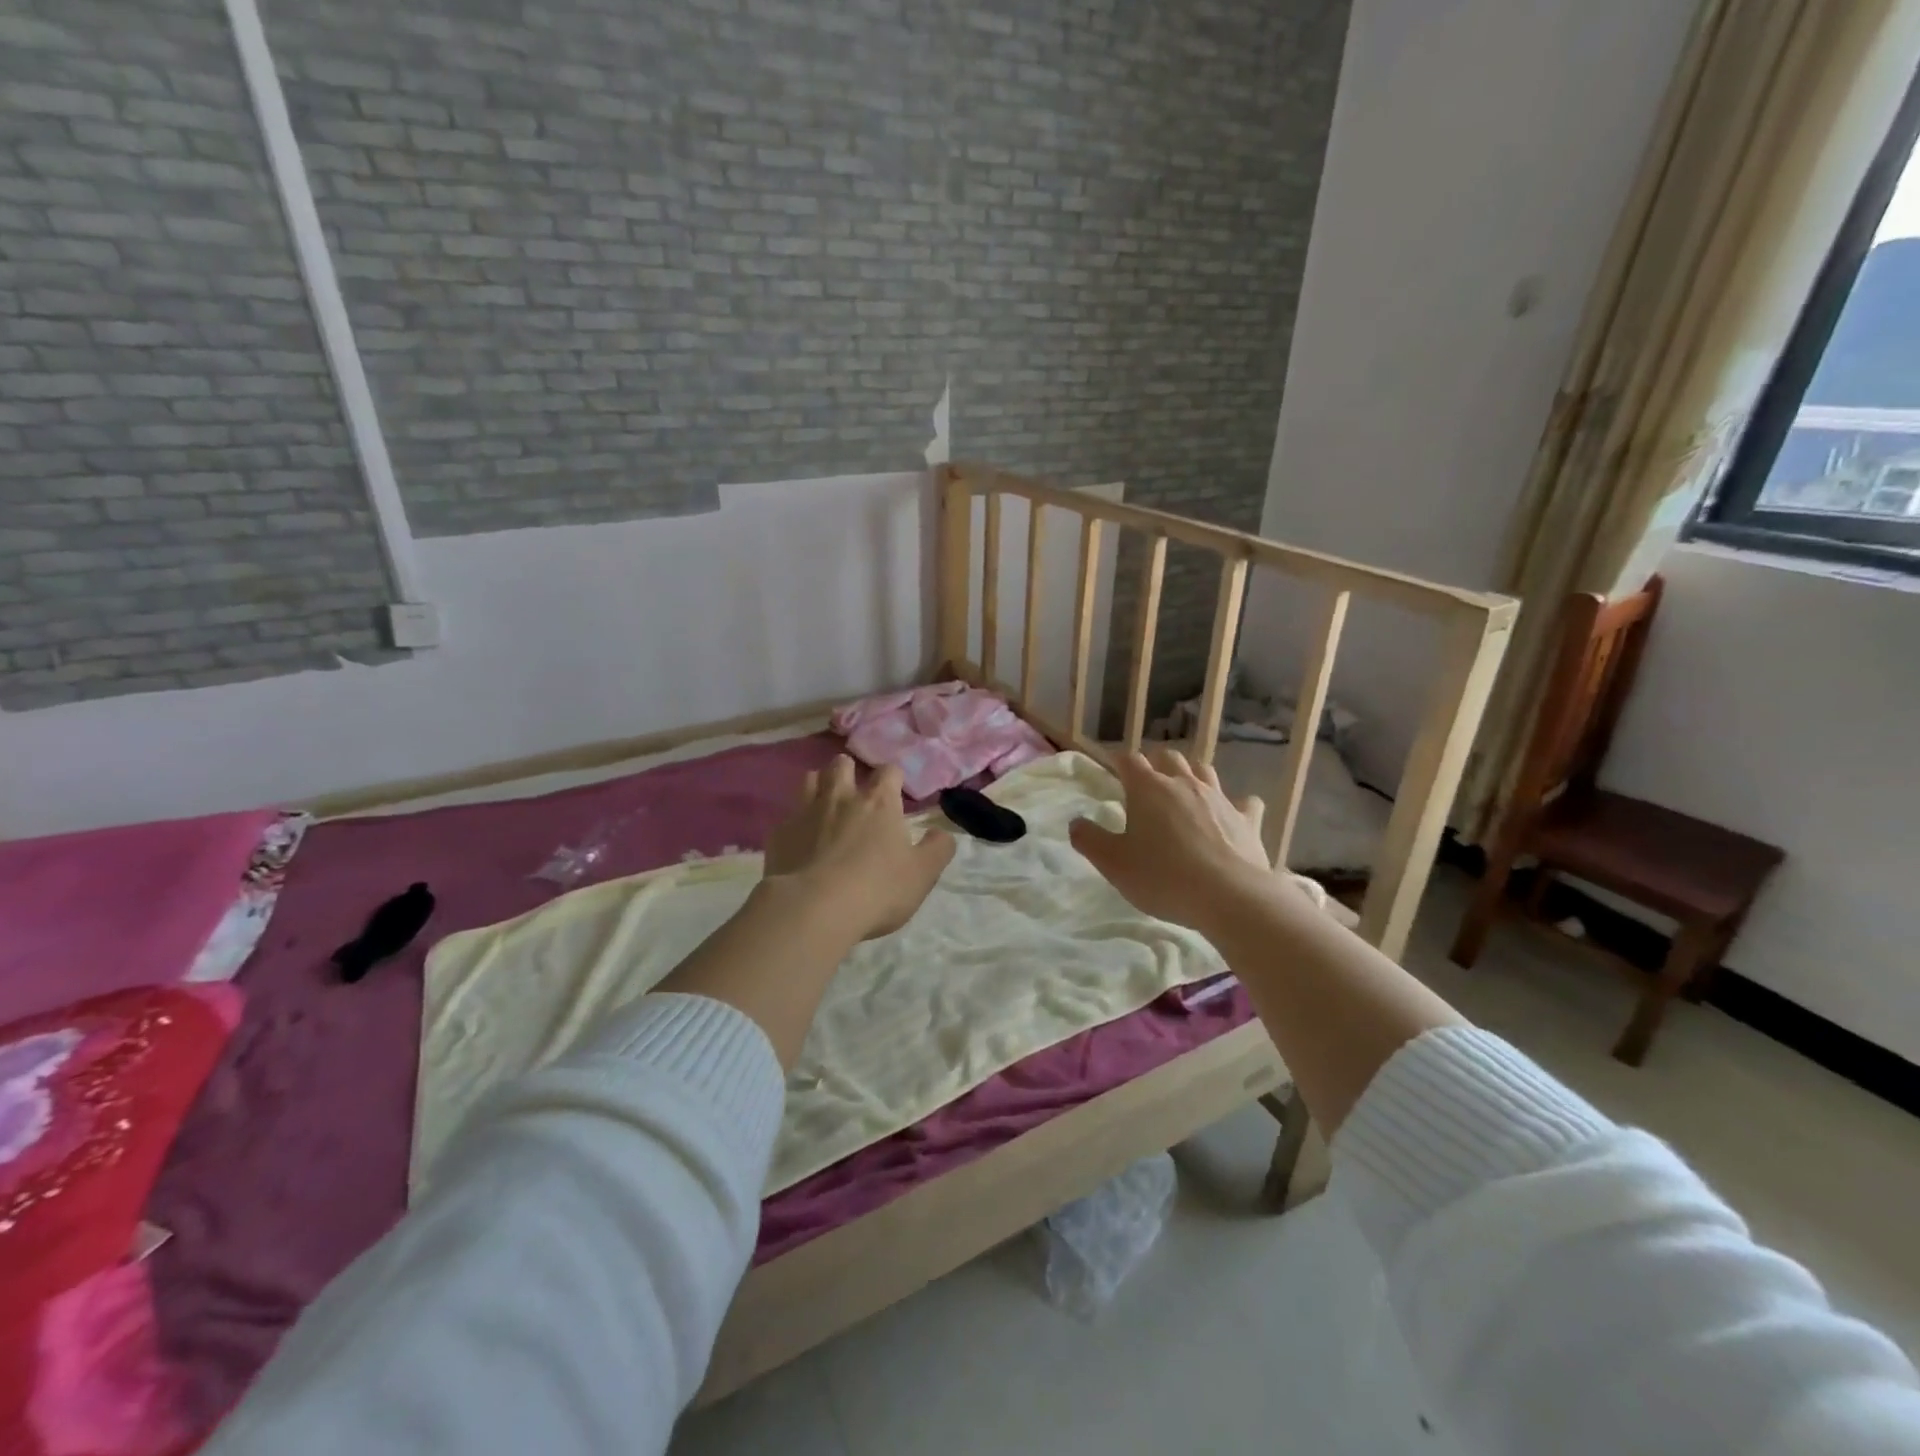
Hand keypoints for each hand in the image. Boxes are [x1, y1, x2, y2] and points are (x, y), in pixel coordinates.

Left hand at [763, 756, 955, 940]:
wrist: (813, 909)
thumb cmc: (877, 889)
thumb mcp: (922, 874)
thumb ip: (937, 849)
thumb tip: (943, 834)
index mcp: (879, 803)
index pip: (889, 772)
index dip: (893, 779)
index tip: (895, 792)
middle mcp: (841, 797)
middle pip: (842, 765)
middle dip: (849, 771)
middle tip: (855, 792)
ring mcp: (805, 812)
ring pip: (810, 780)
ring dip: (819, 786)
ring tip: (825, 805)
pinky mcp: (780, 834)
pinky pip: (787, 816)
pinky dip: (796, 823)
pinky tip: (800, 841)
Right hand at [1070, 748, 1293, 932]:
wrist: (1229, 896)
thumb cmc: (1163, 877)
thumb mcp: (1113, 864)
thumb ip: (1089, 840)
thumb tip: (1076, 823)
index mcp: (1148, 789)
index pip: (1129, 760)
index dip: (1119, 762)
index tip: (1113, 770)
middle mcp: (1184, 784)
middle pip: (1169, 757)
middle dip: (1156, 763)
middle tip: (1147, 783)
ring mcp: (1220, 799)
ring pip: (1204, 771)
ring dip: (1192, 775)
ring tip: (1184, 791)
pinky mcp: (1247, 819)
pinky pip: (1245, 802)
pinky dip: (1236, 805)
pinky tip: (1232, 816)